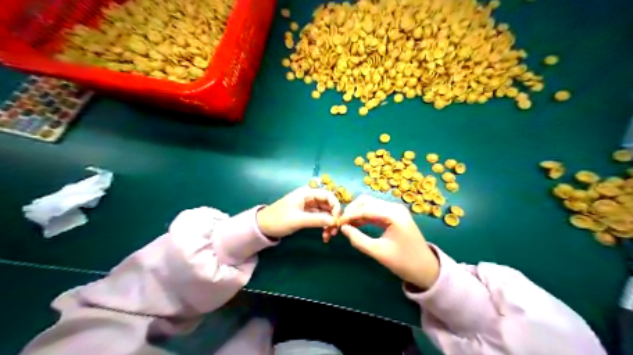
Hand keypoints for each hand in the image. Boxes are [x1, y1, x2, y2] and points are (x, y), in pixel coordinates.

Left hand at [256, 187, 341, 240]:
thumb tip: (335, 221)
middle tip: (334, 232)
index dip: (336, 207)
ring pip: (325, 213)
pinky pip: (320, 218)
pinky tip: (324, 236)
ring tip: (328, 236)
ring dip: (329, 223)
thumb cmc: (278, 220)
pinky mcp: (307, 214)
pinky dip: (323, 226)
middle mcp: (310, 197)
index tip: (337, 220)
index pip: (328, 195)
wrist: (262, 227)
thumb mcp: (298, 220)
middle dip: (333, 217)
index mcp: (307, 193)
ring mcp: (309, 206)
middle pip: (328, 205)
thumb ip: (317, 220)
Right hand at [338, 195, 438, 289]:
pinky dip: (364, 215)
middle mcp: (394, 207)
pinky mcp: (394, 215)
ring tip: (346, 225)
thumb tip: (343, 228)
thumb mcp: (378, 252)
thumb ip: (358, 240)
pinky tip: (356, 224)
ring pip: (370, 204)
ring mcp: (395, 210)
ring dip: (357, 212)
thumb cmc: (404, 262)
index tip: (337, 224)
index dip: (350, 215)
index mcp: (393, 214)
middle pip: (367, 201)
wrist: (426, 269)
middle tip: (341, 223)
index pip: (365, 208)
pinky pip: (375, 210)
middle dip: (352, 210)